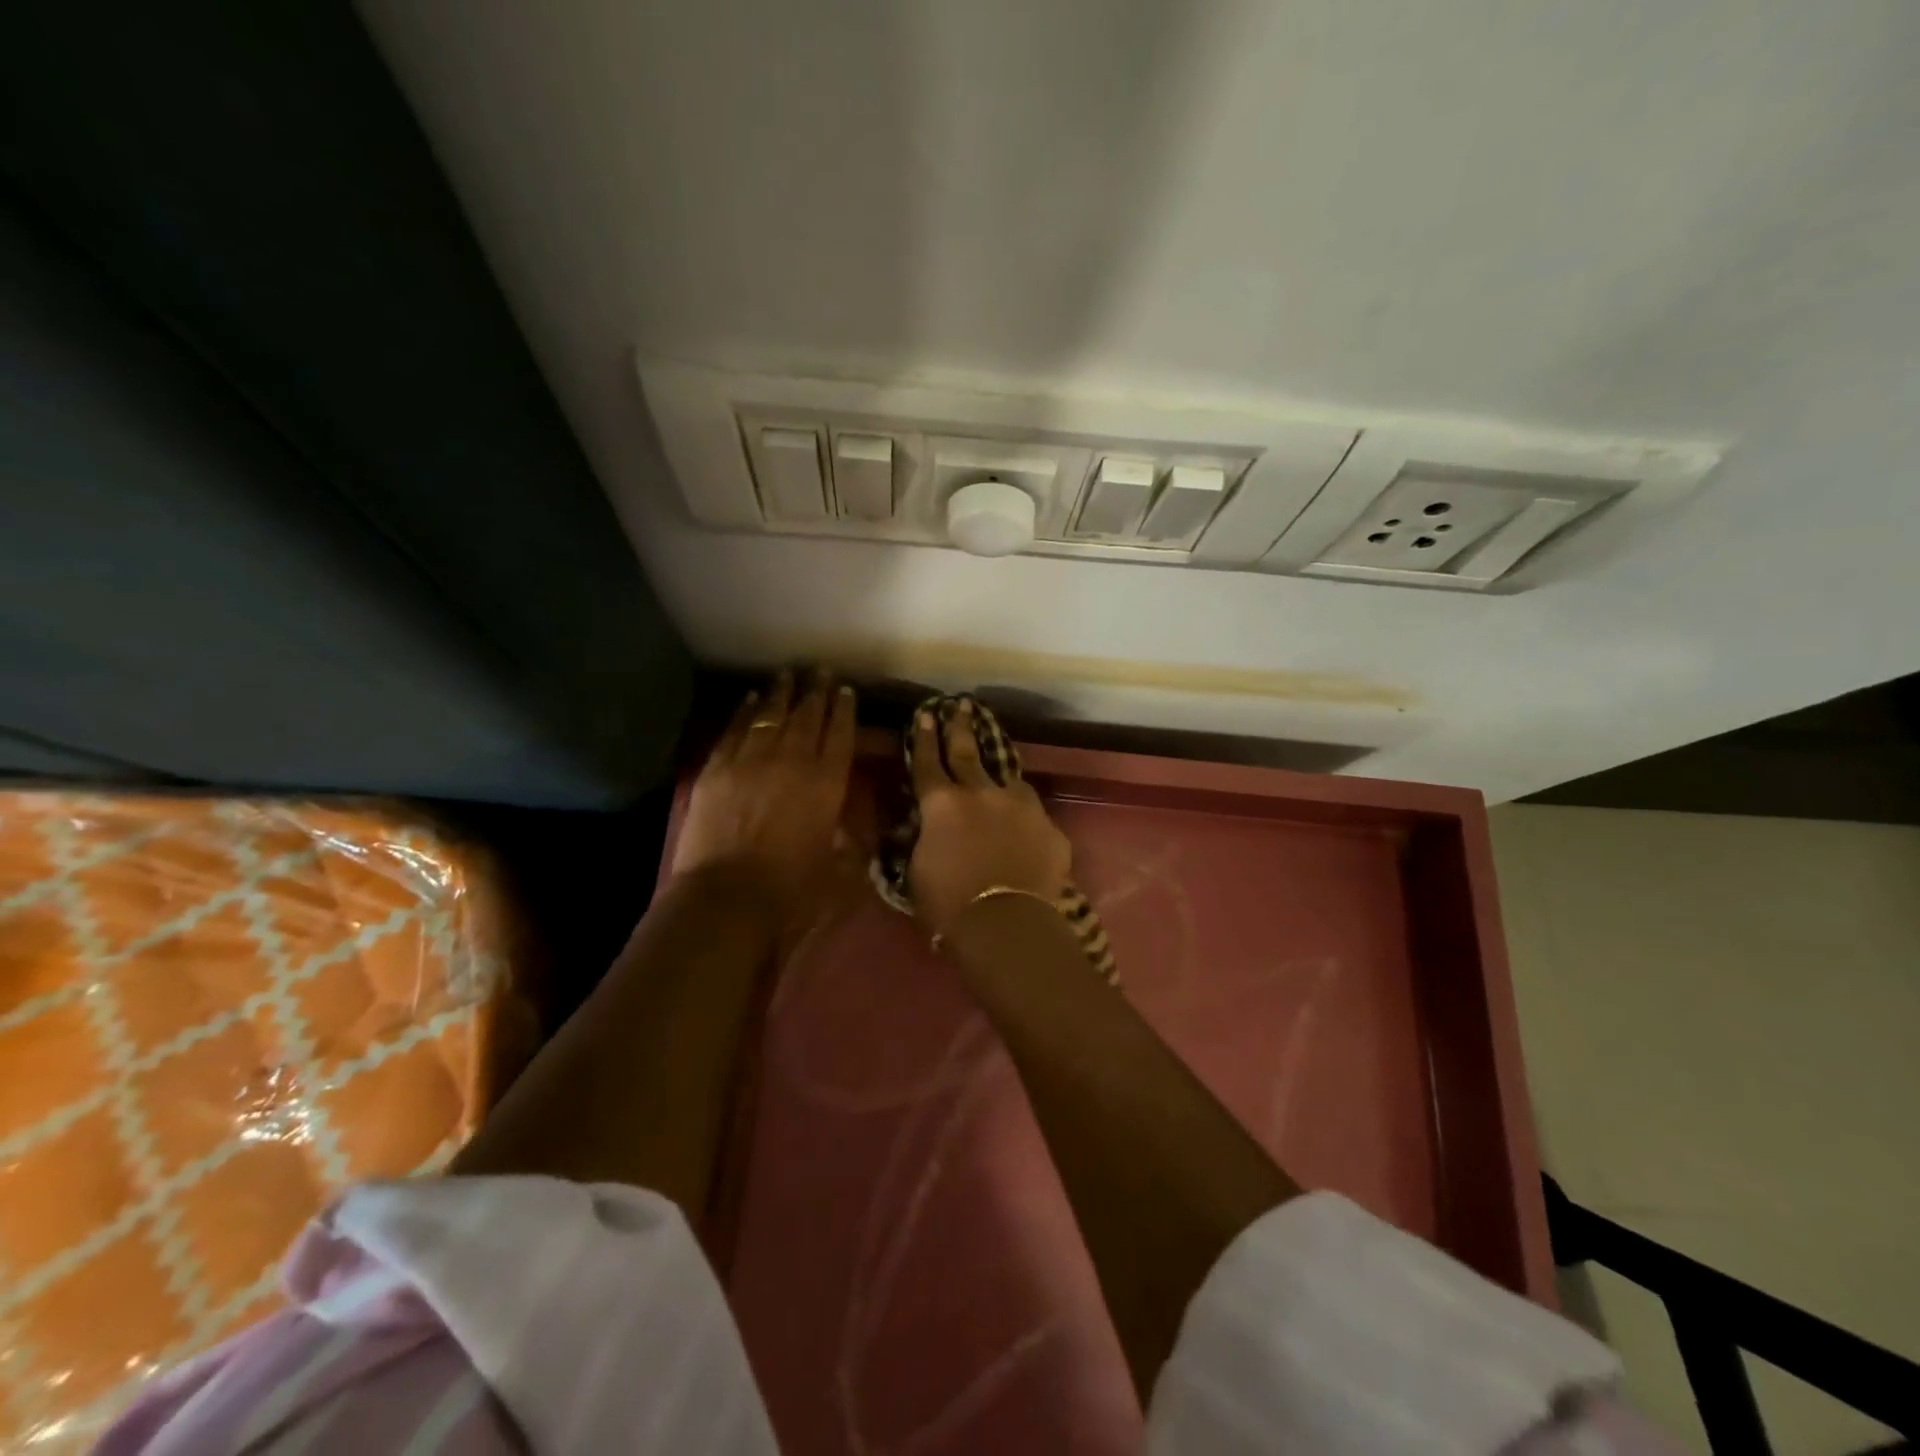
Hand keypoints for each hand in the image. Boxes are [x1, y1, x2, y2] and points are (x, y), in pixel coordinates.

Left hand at [673, 671, 857, 931]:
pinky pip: (735, 729)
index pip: (839, 735)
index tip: (846, 690)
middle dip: (816, 692)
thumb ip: (848, 836)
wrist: (727, 896)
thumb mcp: (836, 863)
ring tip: (788, 675)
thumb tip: (854, 821)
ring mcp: (751, 760)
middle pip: (807, 717)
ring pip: (770, 716)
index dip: (844, 710)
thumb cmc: (790, 887)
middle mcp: (792, 761)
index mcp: (826, 783)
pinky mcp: (718, 768)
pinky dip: (745, 711)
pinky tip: (752, 699)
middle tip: (821, 672)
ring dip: (782, 693)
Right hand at [908, 701, 1070, 939]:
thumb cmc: (949, 905)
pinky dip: (1023, 812)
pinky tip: (1024, 820)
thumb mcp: (919, 869)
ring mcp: (1019, 806)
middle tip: (960, 705)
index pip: (928, 763)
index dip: (924, 738)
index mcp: (942, 804)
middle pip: (968, 752)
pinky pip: (1032, 812)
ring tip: (997, 759)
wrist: (1007, 923)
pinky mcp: (1048, 826)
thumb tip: (930, 827)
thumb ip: (925, 838)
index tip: (926, 715)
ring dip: (998, 768)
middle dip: (961, 727)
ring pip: (1007, 776)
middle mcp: (981, 793)